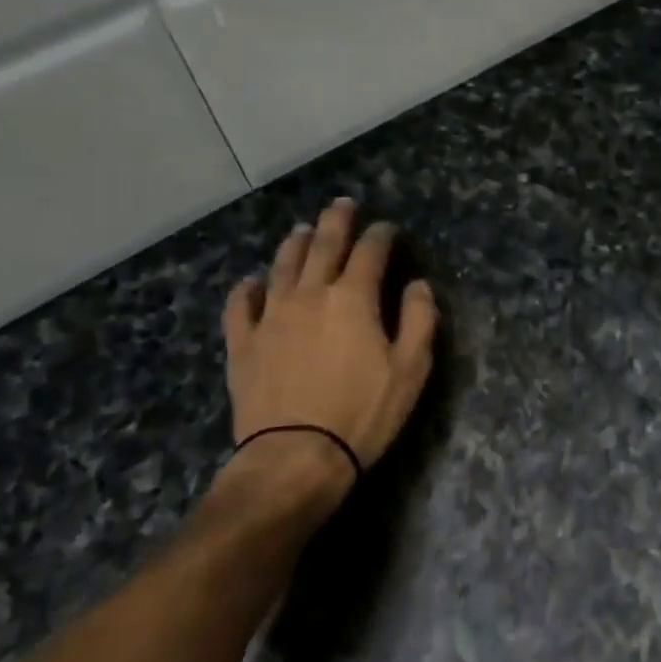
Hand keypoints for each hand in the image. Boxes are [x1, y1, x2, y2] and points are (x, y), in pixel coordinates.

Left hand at [219, 199, 436, 516]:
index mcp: (353, 298)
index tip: (388, 228)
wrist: (295, 457)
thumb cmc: (363, 413)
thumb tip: (418, 284)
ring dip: (294, 244)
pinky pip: (240, 305)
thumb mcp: (410, 369)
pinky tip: (251, 282)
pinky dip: (247, 289)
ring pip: (282, 266)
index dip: (381, 235)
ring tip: (302, 230)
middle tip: (342, 204)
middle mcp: (310, 295)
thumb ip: (420, 319)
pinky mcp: (243, 344)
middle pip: (323, 246)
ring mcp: (271, 317)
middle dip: (336, 222)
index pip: (370, 252)